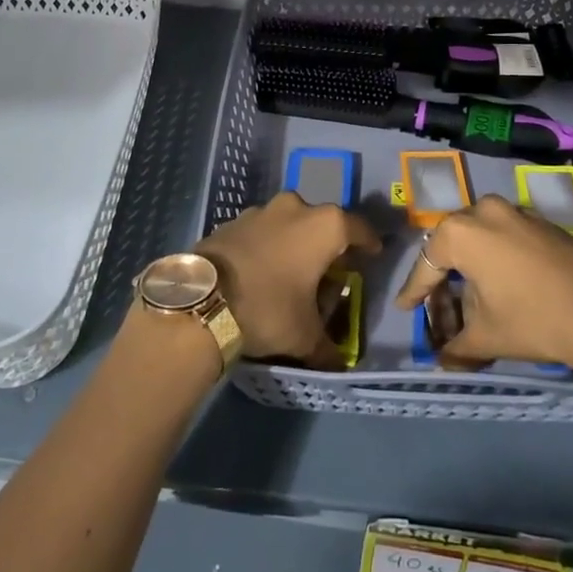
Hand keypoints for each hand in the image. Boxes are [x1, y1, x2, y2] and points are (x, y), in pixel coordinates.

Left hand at [198, 192, 380, 367]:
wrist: (201, 302)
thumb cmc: (269, 309)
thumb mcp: (305, 336)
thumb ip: (328, 348)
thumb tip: (338, 363)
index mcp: (325, 226)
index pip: (359, 229)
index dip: (368, 245)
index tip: (371, 257)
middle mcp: (296, 208)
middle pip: (323, 223)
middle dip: (328, 245)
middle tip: (328, 271)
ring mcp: (261, 210)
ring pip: (289, 223)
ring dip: (295, 242)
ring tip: (292, 272)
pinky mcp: (232, 221)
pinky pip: (262, 231)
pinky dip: (267, 246)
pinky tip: (261, 270)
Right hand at [392, 196, 572, 368]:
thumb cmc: (533, 319)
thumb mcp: (487, 337)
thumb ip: (457, 347)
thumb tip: (443, 361)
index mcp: (460, 232)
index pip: (427, 265)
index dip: (414, 292)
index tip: (404, 309)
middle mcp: (484, 211)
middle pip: (452, 247)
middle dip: (444, 280)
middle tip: (440, 309)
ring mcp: (518, 213)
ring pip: (481, 240)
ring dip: (472, 270)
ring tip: (473, 303)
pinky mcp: (544, 224)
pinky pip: (507, 239)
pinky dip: (497, 262)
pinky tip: (503, 289)